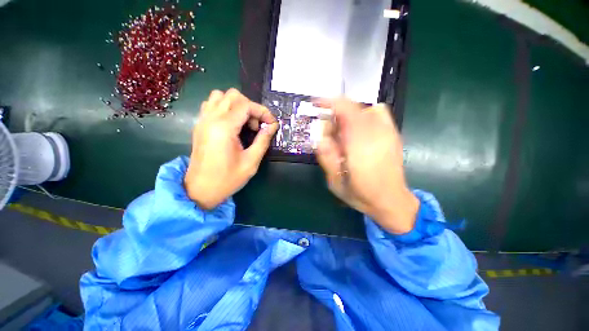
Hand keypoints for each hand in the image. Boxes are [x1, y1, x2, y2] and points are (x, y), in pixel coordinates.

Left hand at [185, 89, 278, 208]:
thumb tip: (272, 126)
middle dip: (250, 107)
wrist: (200, 190)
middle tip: (256, 126)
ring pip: (220, 96)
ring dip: (237, 106)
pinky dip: (225, 108)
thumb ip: (263, 141)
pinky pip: (211, 105)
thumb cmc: (228, 179)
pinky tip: (232, 125)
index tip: (271, 124)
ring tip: (244, 124)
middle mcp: (211, 119)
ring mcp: (202, 121)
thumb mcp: (251, 162)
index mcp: (224, 128)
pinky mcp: (199, 125)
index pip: (246, 105)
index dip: (263, 111)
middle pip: (233, 95)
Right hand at [314, 99, 418, 233]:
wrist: (392, 201)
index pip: (345, 110)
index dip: (329, 102)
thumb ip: (326, 158)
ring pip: (363, 108)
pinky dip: (364, 114)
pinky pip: (378, 112)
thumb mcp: (335, 182)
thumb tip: (320, 137)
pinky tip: (359, 130)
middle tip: (329, 135)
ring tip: (343, 135)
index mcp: (359, 146)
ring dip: (348, 116)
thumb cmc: (361, 195)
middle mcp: (375, 134)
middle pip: (352, 108)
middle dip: (335, 116)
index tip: (316, 104)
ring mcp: (388, 132)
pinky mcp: (393, 134)